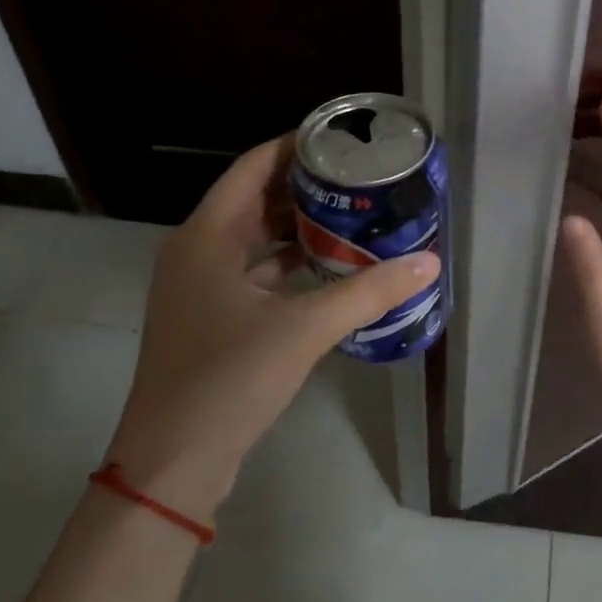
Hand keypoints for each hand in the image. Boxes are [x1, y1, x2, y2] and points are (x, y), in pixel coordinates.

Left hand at [109, 135, 439, 519]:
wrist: (173, 461)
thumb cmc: (229, 378)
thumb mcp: (303, 328)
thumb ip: (368, 292)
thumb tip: (428, 263)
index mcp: (206, 236)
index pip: (253, 167)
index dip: (295, 147)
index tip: (341, 139)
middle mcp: (197, 252)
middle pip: (254, 200)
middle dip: (305, 187)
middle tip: (359, 178)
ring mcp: (199, 288)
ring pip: (254, 240)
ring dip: (298, 227)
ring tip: (352, 215)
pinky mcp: (210, 319)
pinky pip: (254, 274)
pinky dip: (288, 265)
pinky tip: (329, 268)